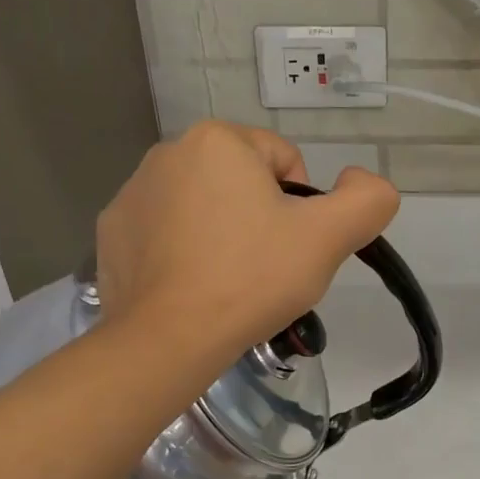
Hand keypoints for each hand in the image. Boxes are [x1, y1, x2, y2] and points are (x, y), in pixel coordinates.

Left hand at [96, 121, 398, 361]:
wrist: (170, 338)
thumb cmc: (252, 279)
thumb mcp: (329, 238)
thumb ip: (367, 199)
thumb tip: (361, 179)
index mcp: (218, 140)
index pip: (285, 161)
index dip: (302, 207)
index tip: (292, 249)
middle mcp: (167, 152)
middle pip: (243, 183)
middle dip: (261, 219)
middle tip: (266, 270)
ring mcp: (132, 193)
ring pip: (204, 207)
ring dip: (223, 234)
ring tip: (229, 283)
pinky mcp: (112, 233)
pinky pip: (166, 233)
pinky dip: (184, 253)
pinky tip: (193, 287)